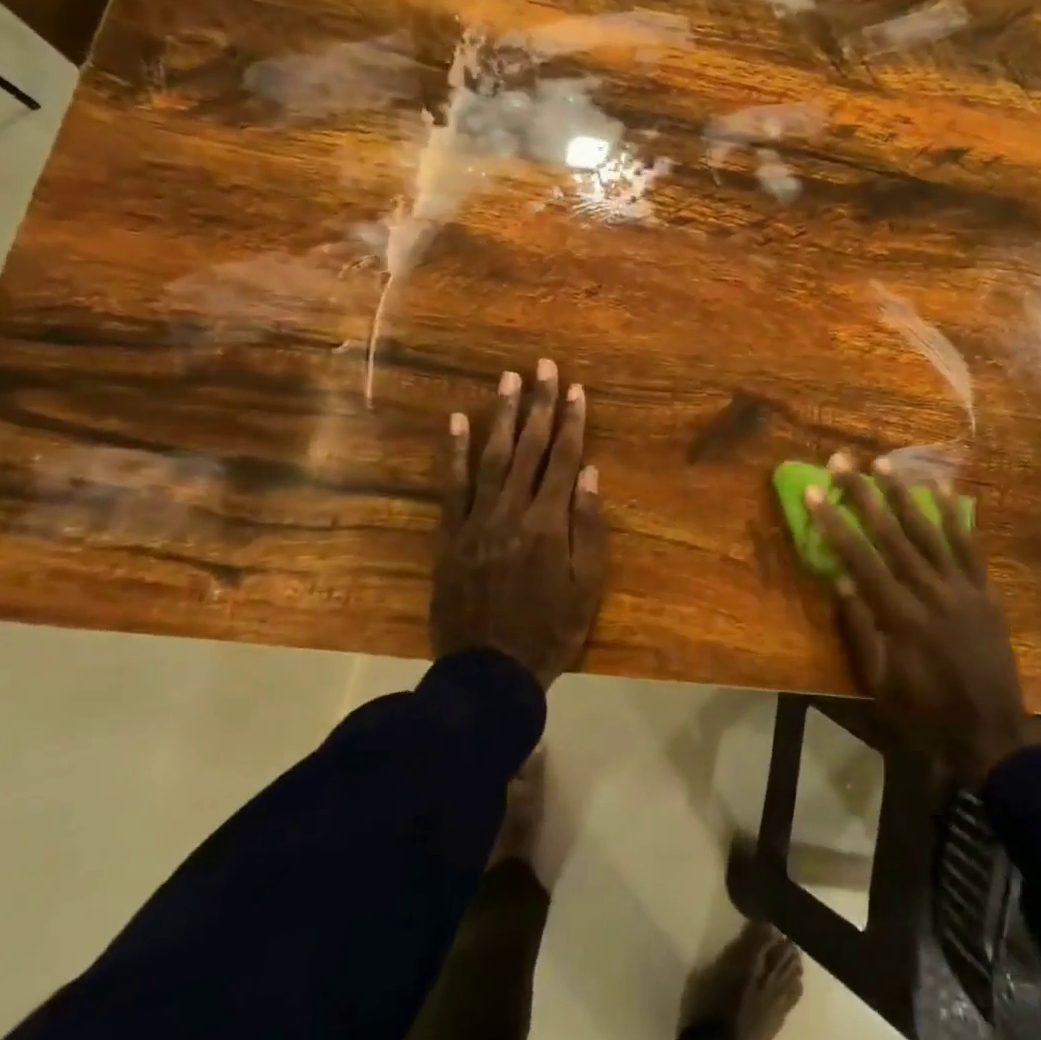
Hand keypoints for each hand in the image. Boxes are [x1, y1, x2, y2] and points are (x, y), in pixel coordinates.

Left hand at [433, 360, 607, 687]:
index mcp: (549, 524)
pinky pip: (451, 486)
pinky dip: (453, 452)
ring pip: (492, 457)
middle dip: (539, 404)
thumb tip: (590, 473)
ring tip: (509, 380)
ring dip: (502, 416)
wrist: (488, 673)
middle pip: (530, 448)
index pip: (564, 460)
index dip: (572, 421)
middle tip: (543, 366)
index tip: (576, 388)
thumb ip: (589, 527)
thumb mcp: (587, 586)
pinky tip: (455, 421)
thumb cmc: (550, 631)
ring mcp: (476, 521)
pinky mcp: (450, 534)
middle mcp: (512, 512)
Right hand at [806, 451, 1040, 786]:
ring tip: (883, 463)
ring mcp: (961, 588)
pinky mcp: (984, 590)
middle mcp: (930, 592)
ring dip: (904, 494)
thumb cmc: (925, 713)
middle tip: (843, 462)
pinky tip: (942, 487)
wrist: (992, 734)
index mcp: (900, 616)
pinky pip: (969, 545)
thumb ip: (861, 630)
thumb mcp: (881, 683)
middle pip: (892, 534)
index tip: (815, 492)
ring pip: (929, 531)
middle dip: (864, 495)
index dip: (835, 523)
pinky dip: (955, 515)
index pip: (860, 558)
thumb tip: (840, 580)